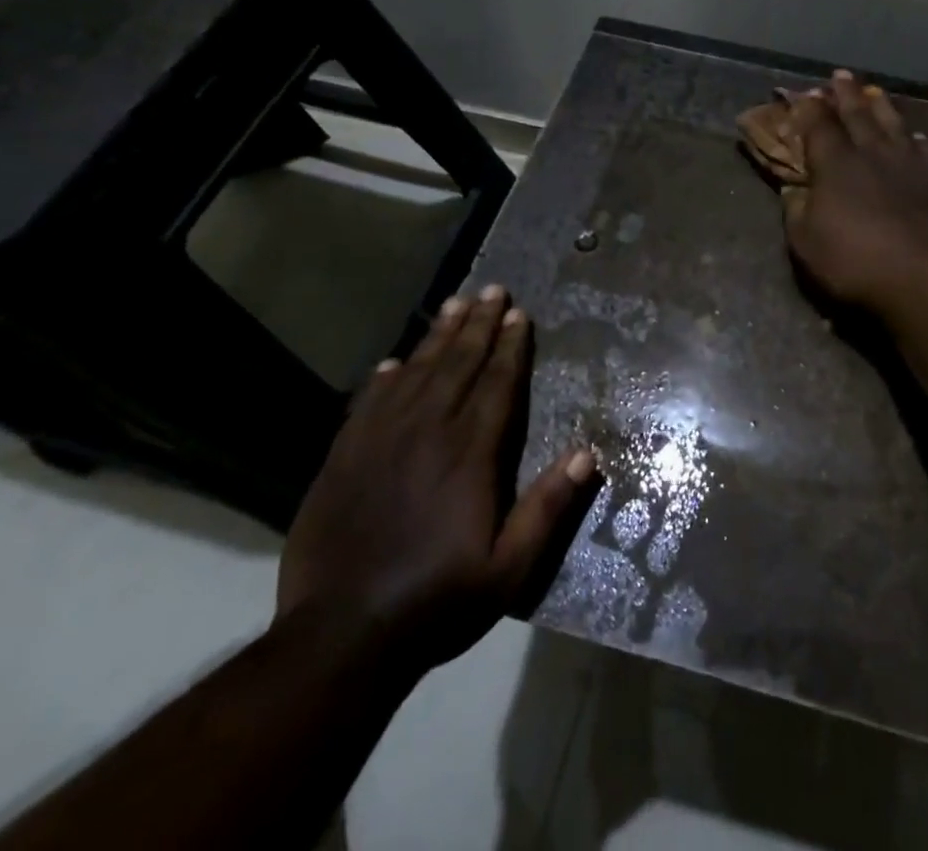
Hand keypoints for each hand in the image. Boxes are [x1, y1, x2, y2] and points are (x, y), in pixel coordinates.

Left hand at [276, 286, 595, 675]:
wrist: (340, 638)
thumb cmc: (436, 601)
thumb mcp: (509, 568)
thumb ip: (547, 508)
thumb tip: (587, 453)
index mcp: (469, 454)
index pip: (496, 384)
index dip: (510, 347)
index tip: (519, 314)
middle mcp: (427, 434)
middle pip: (457, 365)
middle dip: (479, 325)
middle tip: (493, 290)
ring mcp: (380, 442)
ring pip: (415, 374)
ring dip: (438, 337)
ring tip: (455, 305)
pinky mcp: (343, 459)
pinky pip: (368, 404)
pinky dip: (384, 379)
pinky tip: (395, 363)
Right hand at [780, 70, 927, 309]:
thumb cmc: (857, 261)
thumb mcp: (807, 243)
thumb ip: (797, 210)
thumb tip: (793, 189)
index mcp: (836, 163)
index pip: (818, 124)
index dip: (809, 107)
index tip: (805, 93)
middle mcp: (873, 151)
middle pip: (858, 113)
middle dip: (846, 93)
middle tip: (841, 75)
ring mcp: (912, 161)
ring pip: (894, 123)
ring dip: (882, 106)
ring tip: (876, 92)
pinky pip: (927, 147)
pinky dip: (917, 138)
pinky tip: (917, 137)